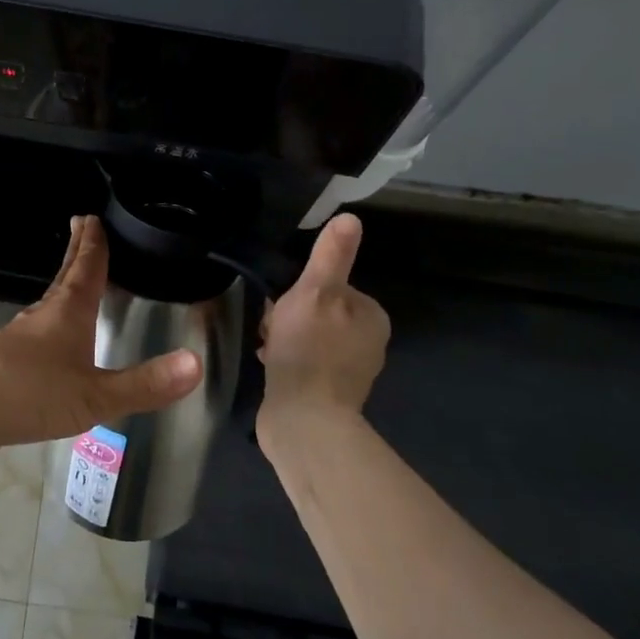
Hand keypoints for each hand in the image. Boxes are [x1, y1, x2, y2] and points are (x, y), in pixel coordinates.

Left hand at [0, 216, 202, 466]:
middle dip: (77, 253)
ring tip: (72, 284)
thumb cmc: (32, 393)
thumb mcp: (96, 395)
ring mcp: (18, 339)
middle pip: (64, 278)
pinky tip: (47, 347)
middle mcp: (42, 317)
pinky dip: (47, 328)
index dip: (94, 244)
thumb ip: (144, 384)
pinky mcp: (2, 364)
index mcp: (68, 313)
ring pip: (47, 305)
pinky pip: (34, 336)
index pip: (86, 268)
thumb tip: (196, 364)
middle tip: (82, 226)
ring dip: (62, 289)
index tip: (94, 217)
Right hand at [257, 213, 389, 431]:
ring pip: (307, 336)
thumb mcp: (315, 292)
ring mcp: (348, 371)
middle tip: (272, 329)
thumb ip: (331, 256)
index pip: (330, 286)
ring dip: (284, 338)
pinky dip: (286, 361)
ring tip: (268, 349)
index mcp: (371, 316)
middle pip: (317, 311)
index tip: (281, 303)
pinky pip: (303, 362)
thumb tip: (350, 216)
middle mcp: (367, 342)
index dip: (300, 290)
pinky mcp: (328, 394)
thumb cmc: (309, 350)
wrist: (303, 421)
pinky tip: (270, 366)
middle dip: (289, 316)